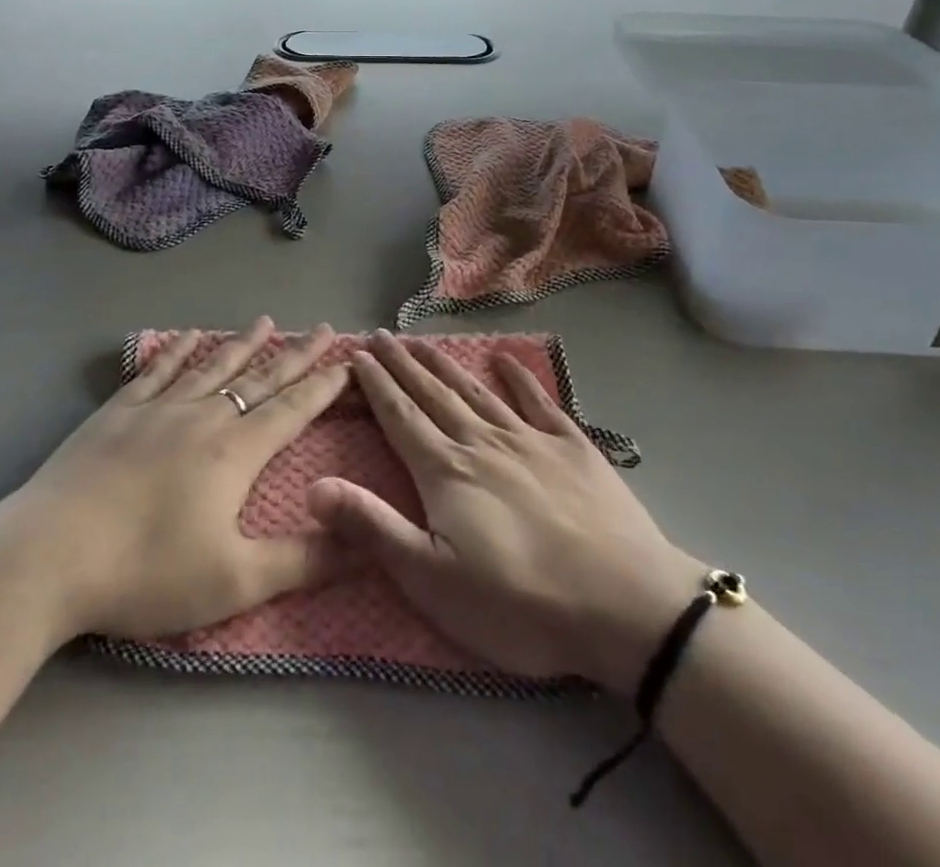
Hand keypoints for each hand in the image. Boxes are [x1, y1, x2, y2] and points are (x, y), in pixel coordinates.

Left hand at [0, 318, 350, 641]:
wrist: (48, 556)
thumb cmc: (146, 571)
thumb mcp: (235, 580)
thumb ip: (303, 561)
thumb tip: (367, 544)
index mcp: (235, 451)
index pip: (292, 408)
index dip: (323, 385)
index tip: (347, 361)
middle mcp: (202, 417)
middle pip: (259, 378)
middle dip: (295, 354)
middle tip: (320, 328)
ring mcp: (157, 409)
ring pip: (211, 366)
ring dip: (242, 344)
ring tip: (265, 321)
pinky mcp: (117, 413)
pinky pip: (157, 371)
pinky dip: (178, 350)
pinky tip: (189, 335)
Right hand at [309, 332, 706, 694]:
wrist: (626, 604)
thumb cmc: (521, 603)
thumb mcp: (433, 580)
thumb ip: (373, 528)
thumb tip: (313, 486)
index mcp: (445, 472)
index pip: (400, 417)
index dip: (376, 385)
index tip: (357, 355)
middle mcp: (481, 442)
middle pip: (433, 394)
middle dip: (402, 364)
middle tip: (381, 335)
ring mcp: (530, 439)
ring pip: (476, 391)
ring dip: (446, 364)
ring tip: (422, 342)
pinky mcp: (572, 446)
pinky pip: (538, 401)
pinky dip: (519, 377)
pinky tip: (505, 358)